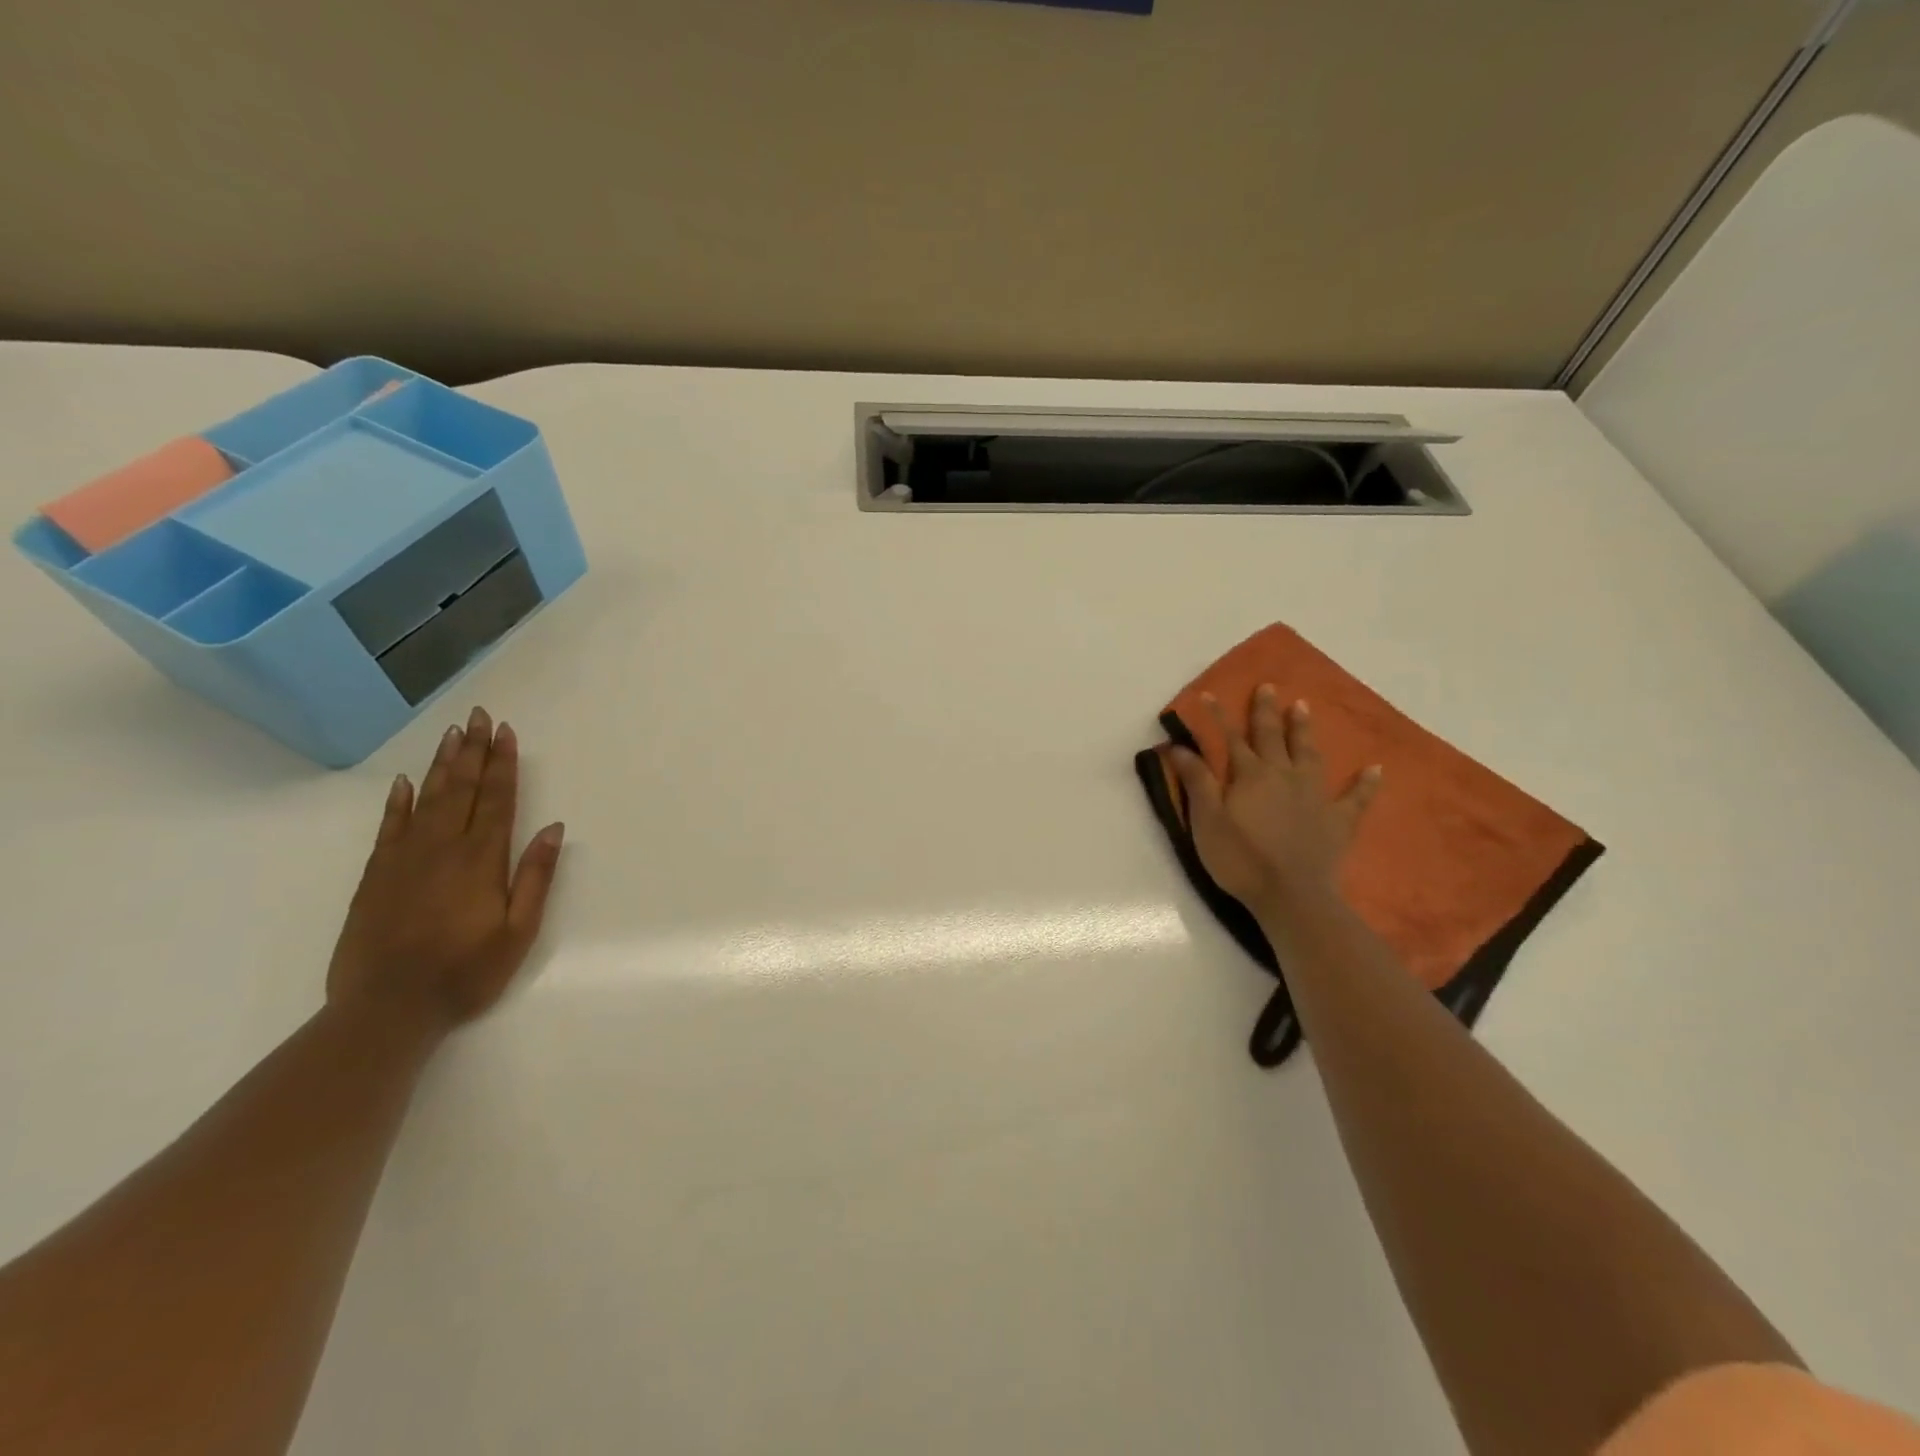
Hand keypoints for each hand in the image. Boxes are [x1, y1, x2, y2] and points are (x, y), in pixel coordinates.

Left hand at [326, 706, 564, 1035]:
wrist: (387, 1009)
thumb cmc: (466, 972)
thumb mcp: (519, 931)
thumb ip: (536, 876)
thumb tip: (553, 828)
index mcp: (482, 860)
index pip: (497, 800)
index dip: (503, 764)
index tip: (505, 732)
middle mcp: (443, 849)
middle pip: (462, 789)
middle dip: (472, 751)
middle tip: (477, 716)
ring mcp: (404, 860)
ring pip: (427, 799)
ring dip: (441, 764)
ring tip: (451, 734)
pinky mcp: (376, 876)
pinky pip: (389, 827)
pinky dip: (398, 801)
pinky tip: (404, 782)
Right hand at [1169, 685, 1380, 919]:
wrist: (1291, 895)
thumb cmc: (1240, 859)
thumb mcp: (1207, 820)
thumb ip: (1197, 781)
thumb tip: (1180, 746)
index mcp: (1250, 776)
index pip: (1231, 739)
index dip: (1218, 716)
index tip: (1208, 693)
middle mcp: (1283, 775)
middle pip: (1272, 737)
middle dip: (1266, 711)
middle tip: (1269, 686)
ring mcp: (1314, 795)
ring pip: (1308, 754)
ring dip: (1303, 730)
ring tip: (1302, 707)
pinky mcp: (1338, 820)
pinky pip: (1356, 797)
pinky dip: (1366, 783)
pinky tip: (1376, 769)